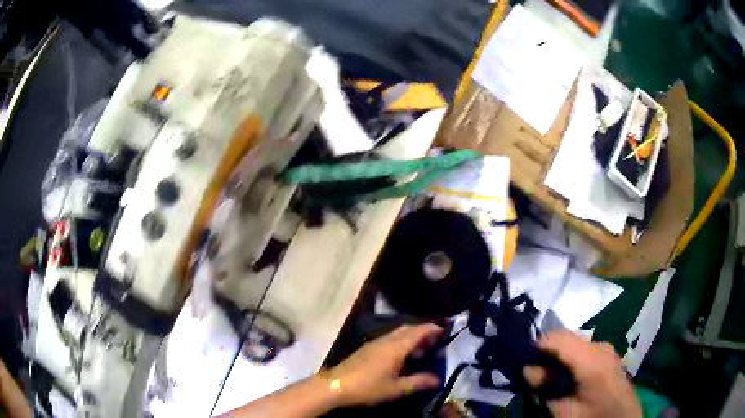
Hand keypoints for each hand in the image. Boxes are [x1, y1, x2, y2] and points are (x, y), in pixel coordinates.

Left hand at [325, 324, 443, 406]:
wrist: (335, 386)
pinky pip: (388, 339)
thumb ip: (418, 382)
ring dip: (411, 337)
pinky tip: (401, 356)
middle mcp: (385, 340)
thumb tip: (438, 379)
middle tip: (435, 341)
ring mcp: (374, 343)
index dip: (432, 329)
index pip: (418, 331)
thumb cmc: (368, 387)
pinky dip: (400, 342)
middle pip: (407, 329)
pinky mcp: (366, 349)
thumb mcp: (396, 388)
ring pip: (397, 333)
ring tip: (421, 349)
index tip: (444, 330)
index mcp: (395, 347)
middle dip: (422, 331)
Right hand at [523, 330, 641, 417]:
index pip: (559, 337)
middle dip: (547, 352)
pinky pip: (583, 348)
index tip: (521, 359)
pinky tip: (566, 375)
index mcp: (591, 359)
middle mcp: (600, 346)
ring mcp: (606, 348)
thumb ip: (546, 389)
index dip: (537, 345)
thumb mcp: (564, 411)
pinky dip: (570, 357)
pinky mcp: (608, 353)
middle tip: (532, 372)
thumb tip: (528, 369)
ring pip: (574, 342)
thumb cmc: (592, 417)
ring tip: (548, 376)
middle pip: (566, 337)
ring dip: (558, 355)